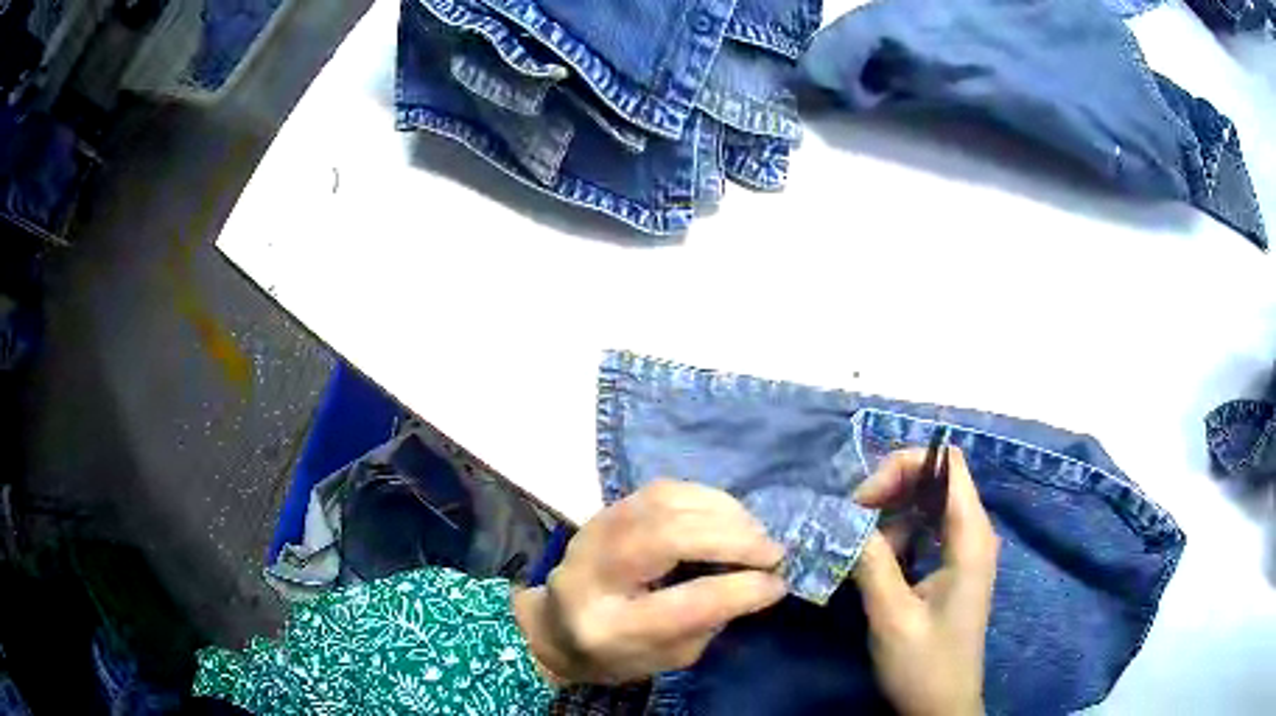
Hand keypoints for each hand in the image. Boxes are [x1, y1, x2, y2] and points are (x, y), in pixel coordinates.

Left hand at [513, 480, 785, 683]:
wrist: (554, 626)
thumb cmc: (617, 653)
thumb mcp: (668, 657)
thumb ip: (711, 621)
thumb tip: (759, 580)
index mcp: (609, 627)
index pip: (685, 604)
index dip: (741, 590)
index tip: (778, 584)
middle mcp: (594, 573)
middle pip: (670, 538)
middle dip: (734, 540)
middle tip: (773, 553)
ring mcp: (594, 533)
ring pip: (666, 503)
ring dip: (724, 513)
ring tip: (755, 534)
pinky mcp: (605, 510)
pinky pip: (663, 490)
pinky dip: (705, 498)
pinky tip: (728, 516)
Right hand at [851, 448, 999, 715]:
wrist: (942, 707)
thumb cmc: (924, 665)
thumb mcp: (892, 616)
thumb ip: (872, 561)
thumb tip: (844, 519)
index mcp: (971, 537)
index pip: (947, 464)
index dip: (905, 466)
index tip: (864, 500)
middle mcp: (974, 533)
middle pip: (936, 479)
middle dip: (891, 488)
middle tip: (852, 519)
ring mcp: (965, 550)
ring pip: (928, 504)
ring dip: (891, 514)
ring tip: (858, 546)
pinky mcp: (953, 567)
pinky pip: (926, 531)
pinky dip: (898, 535)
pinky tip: (876, 560)